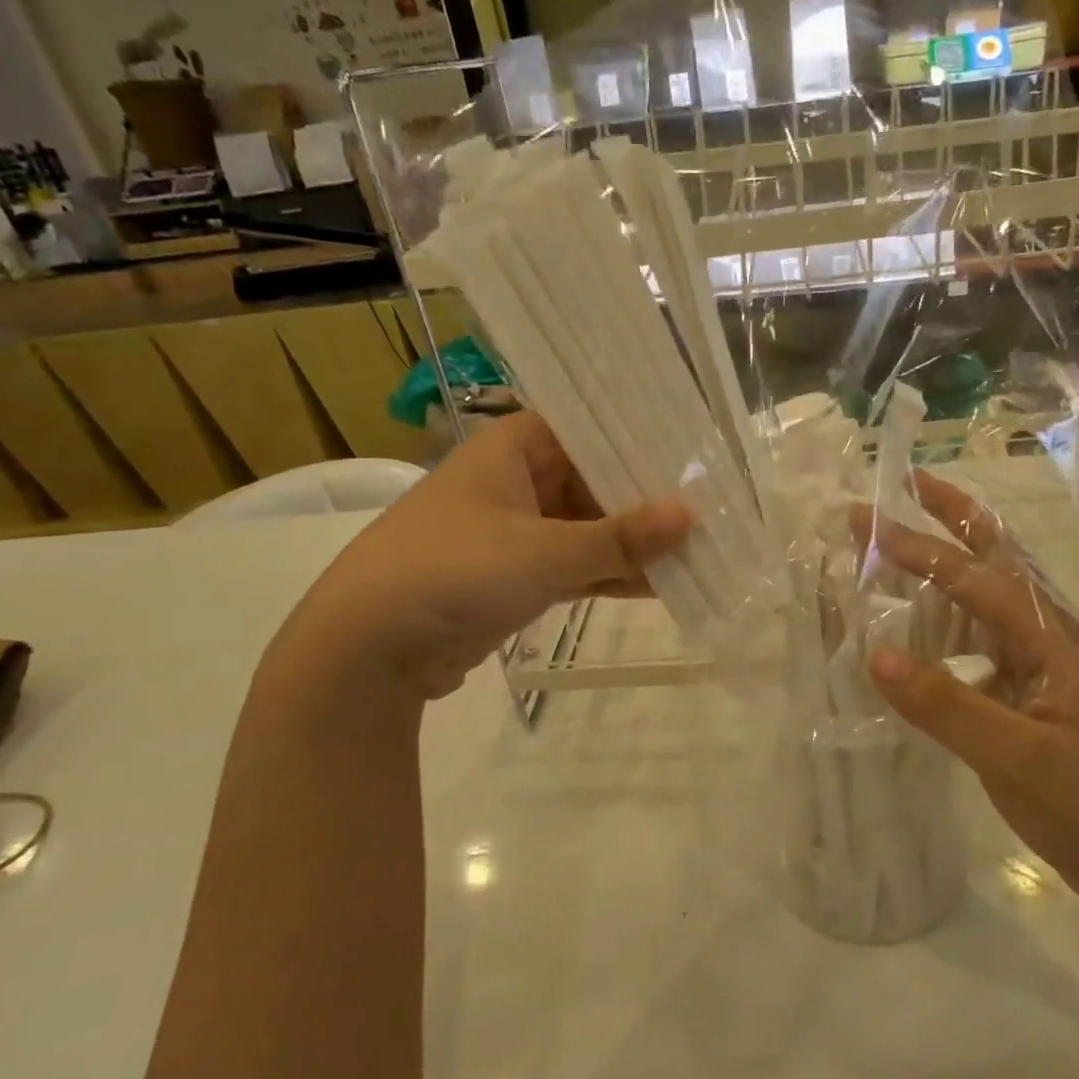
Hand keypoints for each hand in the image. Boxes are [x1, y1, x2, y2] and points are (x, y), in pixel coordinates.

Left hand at [294, 412, 690, 698]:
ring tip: (700, 549)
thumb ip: (620, 537)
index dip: (639, 437)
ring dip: (634, 543)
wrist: (367, 652)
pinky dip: (611, 574)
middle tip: (712, 504)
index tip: (695, 449)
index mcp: (512, 448)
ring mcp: (516, 531)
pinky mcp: (516, 576)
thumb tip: (691, 514)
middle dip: (647, 498)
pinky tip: (663, 585)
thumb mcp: (544, 552)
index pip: (588, 427)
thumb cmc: (453, 572)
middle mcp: (515, 480)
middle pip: (594, 479)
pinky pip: (576, 565)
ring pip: (589, 527)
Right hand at [853, 472, 1078, 920]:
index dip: (915, 546)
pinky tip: (923, 625)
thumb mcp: (1020, 761)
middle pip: (997, 554)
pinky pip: (981, 635)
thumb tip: (876, 656)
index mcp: (1048, 638)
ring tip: (905, 538)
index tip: (864, 520)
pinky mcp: (1030, 690)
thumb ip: (948, 707)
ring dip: (949, 556)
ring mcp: (1040, 662)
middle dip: (951, 514)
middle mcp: (1046, 634)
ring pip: (989, 590)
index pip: (971, 577)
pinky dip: (948, 613)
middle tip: (904, 484)